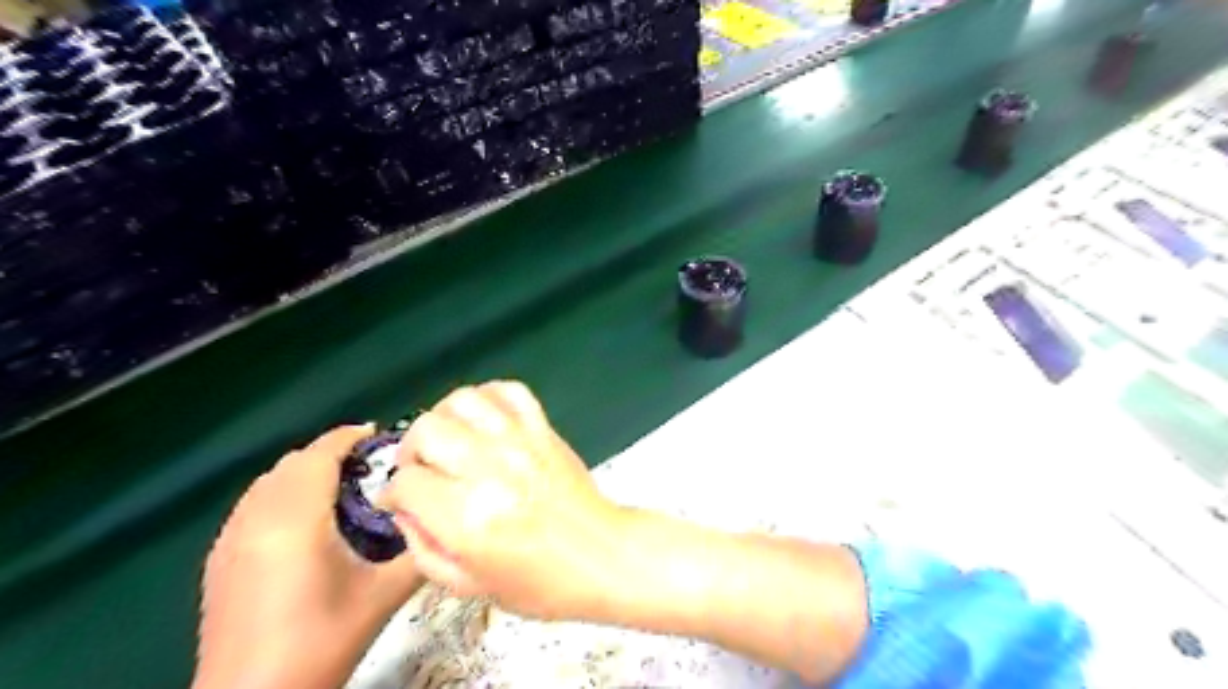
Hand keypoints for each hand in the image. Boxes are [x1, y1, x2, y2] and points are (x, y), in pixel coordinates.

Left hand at [194, 426, 428, 688]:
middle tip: (369, 466)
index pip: (319, 456)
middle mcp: (256, 519)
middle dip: (330, 453)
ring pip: (267, 482)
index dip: (348, 437)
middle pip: (291, 463)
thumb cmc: (322, 640)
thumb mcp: (383, 595)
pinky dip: (281, 494)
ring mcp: (230, 539)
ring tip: (341, 487)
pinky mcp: (218, 560)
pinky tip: (304, 521)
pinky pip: (252, 505)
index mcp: (296, 520)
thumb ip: (419, 551)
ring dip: (304, 472)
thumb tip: (443, 520)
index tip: (378, 434)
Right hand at [382, 383, 623, 617]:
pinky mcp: (543, 429)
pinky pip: (509, 391)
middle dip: (412, 451)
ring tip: (449, 440)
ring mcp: (519, 442)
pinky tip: (484, 420)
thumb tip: (403, 508)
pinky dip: (489, 398)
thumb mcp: (469, 585)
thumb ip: (423, 548)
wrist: (601, 555)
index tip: (400, 500)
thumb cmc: (539, 582)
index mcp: (467, 518)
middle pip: (427, 430)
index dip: (395, 493)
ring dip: (444, 418)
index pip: (407, 482)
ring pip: (463, 401)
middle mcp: (490, 469)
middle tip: (422, 470)